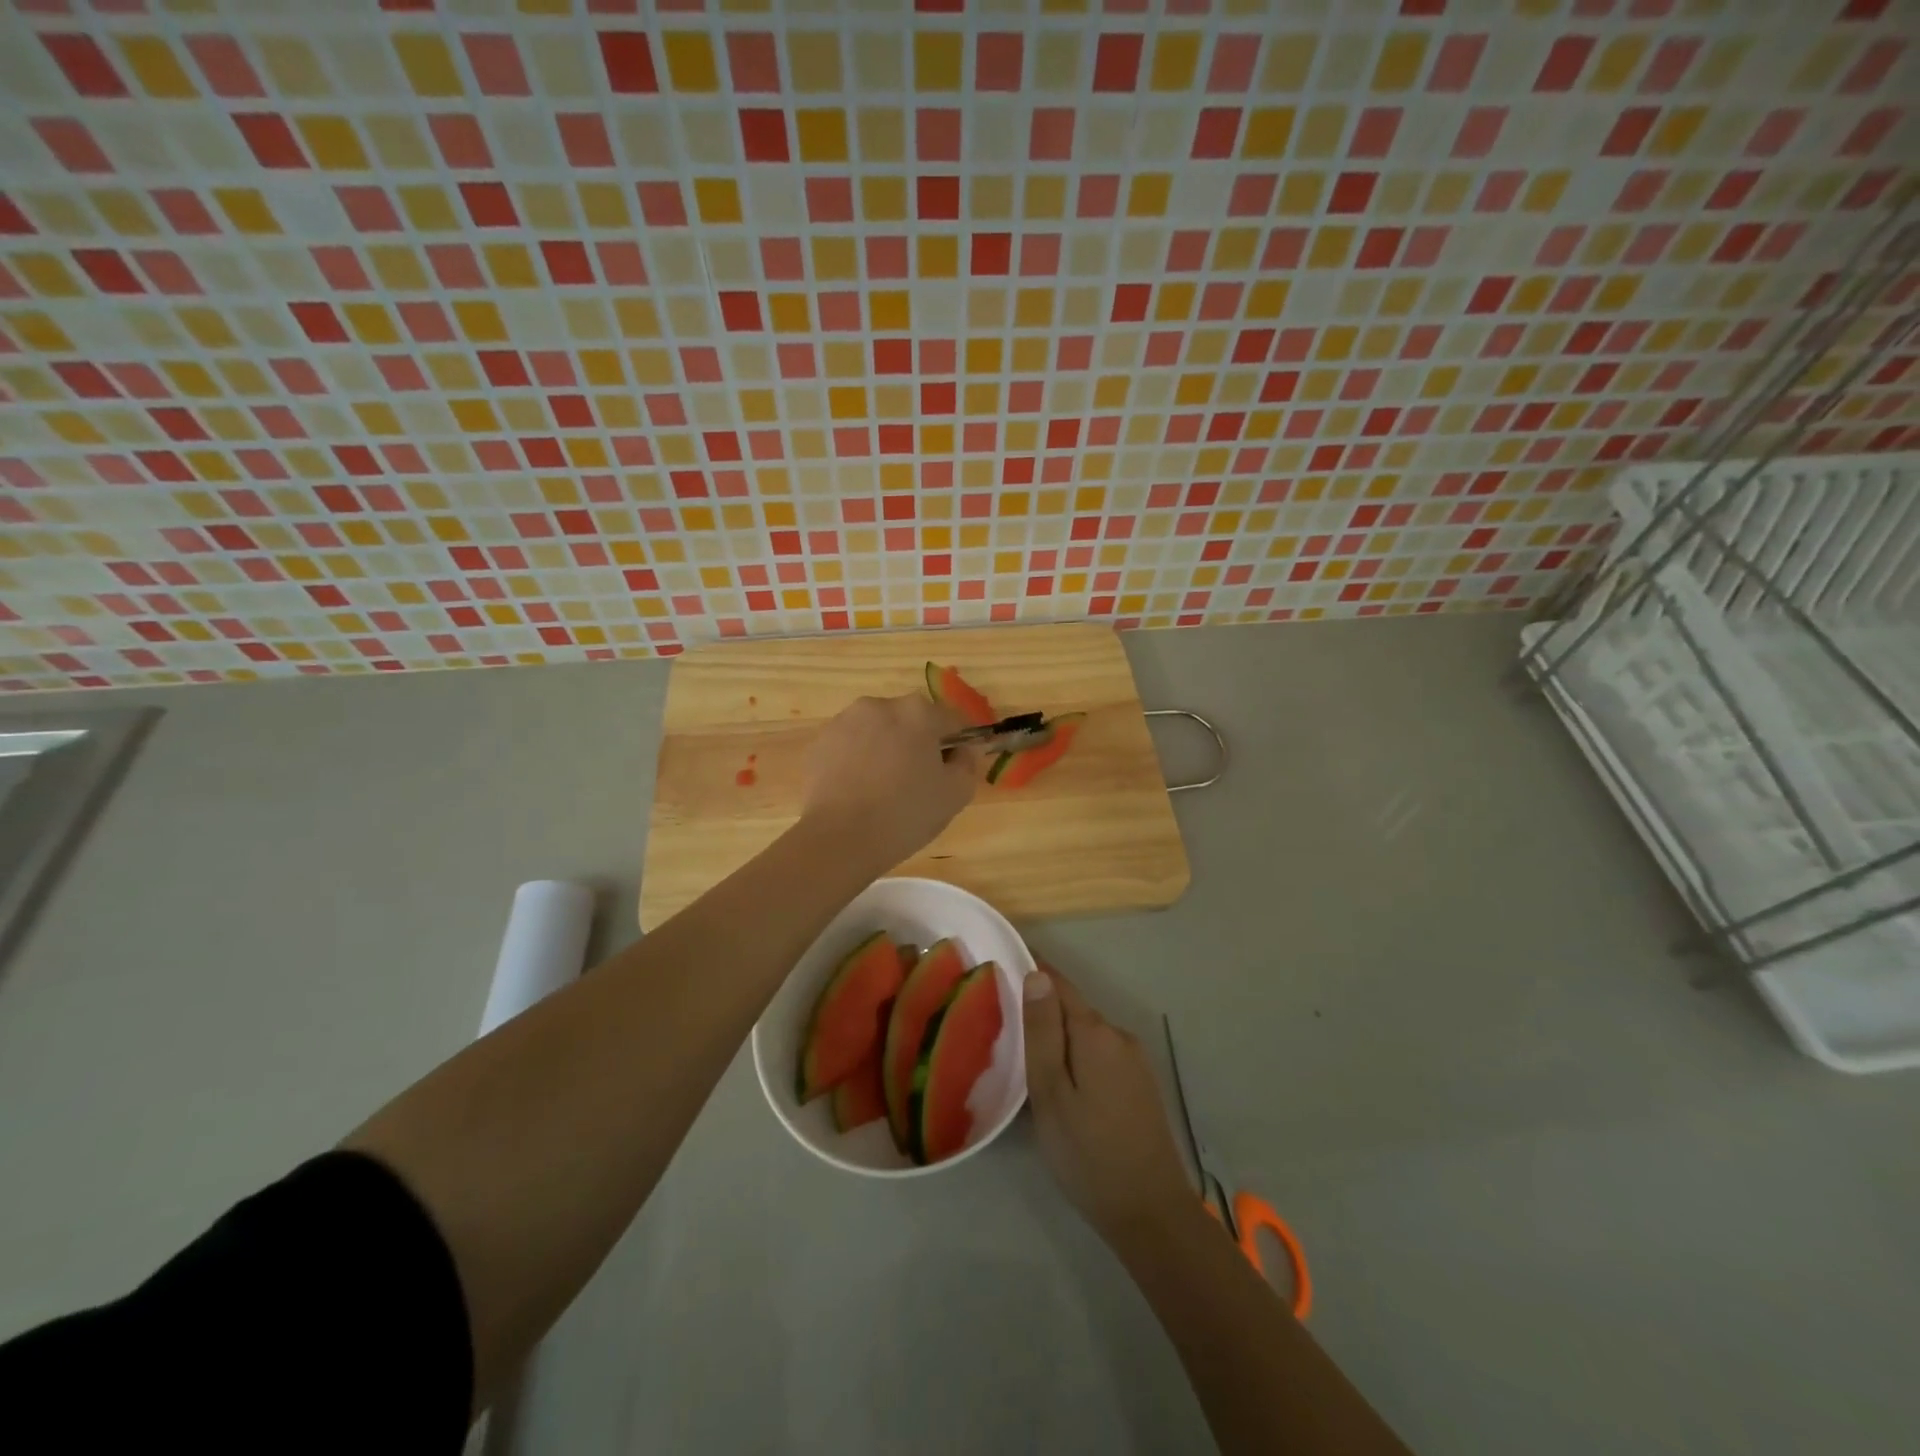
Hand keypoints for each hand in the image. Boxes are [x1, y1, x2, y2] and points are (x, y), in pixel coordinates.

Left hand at [800, 693, 981, 870]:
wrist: (838, 838)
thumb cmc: (905, 814)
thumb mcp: (956, 794)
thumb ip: (968, 763)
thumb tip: (963, 749)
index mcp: (918, 712)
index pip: (952, 721)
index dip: (958, 745)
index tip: (953, 771)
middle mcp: (880, 705)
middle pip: (911, 721)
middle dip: (918, 744)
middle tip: (918, 783)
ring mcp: (844, 721)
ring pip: (878, 731)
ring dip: (886, 750)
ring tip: (883, 789)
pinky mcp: (819, 742)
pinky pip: (850, 746)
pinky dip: (858, 761)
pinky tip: (858, 792)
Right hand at [1023, 965, 1193, 1247]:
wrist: (1151, 1213)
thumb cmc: (1088, 1153)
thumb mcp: (1051, 1093)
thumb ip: (1042, 1031)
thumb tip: (1037, 974)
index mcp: (1095, 1032)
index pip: (1059, 984)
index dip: (1032, 971)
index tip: (1002, 966)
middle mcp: (1119, 1036)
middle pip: (1073, 1009)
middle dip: (1042, 1010)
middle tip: (1003, 1024)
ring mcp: (1135, 1061)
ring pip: (1086, 1035)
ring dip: (1059, 1038)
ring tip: (1026, 1059)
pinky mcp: (1140, 1085)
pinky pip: (1100, 1055)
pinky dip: (1077, 1058)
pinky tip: (1063, 1085)